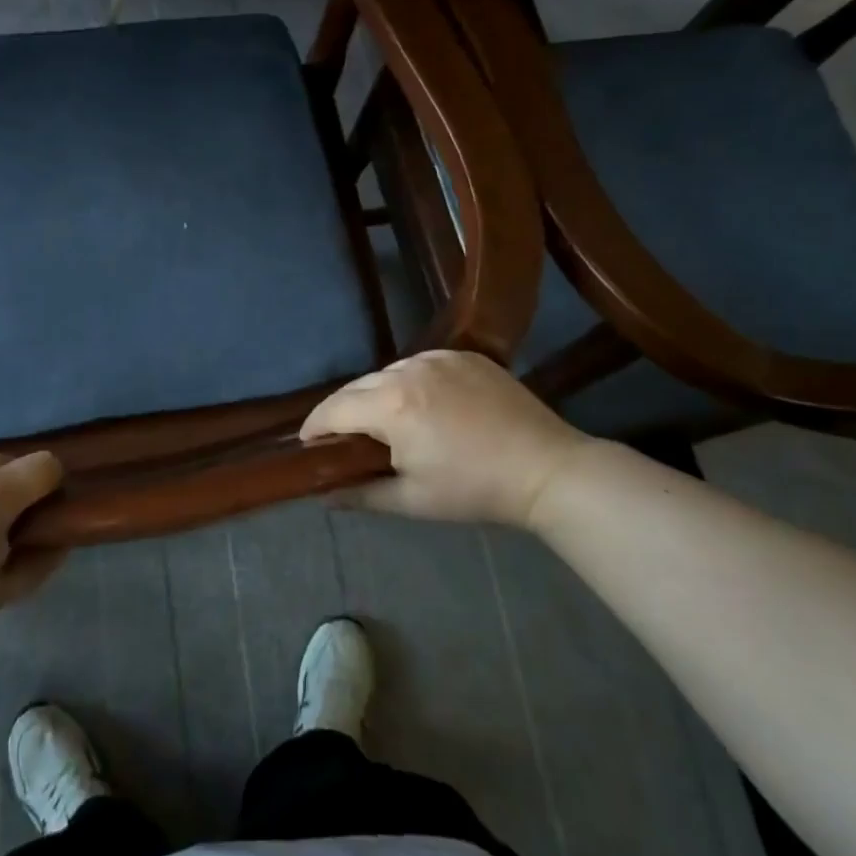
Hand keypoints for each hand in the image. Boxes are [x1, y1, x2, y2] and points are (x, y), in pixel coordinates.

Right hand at [301, 350, 594, 528]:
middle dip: (343, 411)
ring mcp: (439, 358)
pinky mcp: (465, 355)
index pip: (334, 409)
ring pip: (388, 373)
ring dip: (376, 395)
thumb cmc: (475, 490)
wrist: (547, 469)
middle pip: (357, 387)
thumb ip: (360, 494)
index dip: (314, 427)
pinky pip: (420, 364)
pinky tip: (421, 405)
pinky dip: (409, 382)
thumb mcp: (412, 500)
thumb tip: (323, 496)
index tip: (307, 445)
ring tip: (384, 422)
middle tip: (343, 439)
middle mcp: (408, 370)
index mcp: (391, 405)